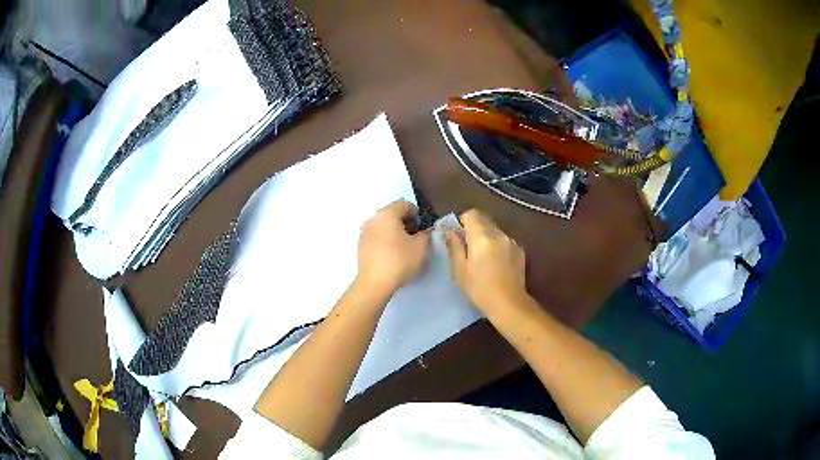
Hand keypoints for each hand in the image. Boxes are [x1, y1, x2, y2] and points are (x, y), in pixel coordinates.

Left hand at [357, 200, 431, 294]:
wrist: (375, 283)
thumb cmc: (400, 261)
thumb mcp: (421, 248)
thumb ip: (426, 235)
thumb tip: (424, 232)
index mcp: (387, 214)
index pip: (404, 204)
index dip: (417, 214)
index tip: (422, 229)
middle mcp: (373, 219)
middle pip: (392, 214)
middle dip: (405, 223)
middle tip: (415, 238)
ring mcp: (364, 232)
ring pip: (383, 226)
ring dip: (394, 233)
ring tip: (404, 249)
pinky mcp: (360, 246)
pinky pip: (376, 237)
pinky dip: (385, 241)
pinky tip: (392, 256)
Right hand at [445, 209, 527, 311]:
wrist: (509, 304)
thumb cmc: (480, 289)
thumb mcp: (460, 270)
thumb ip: (455, 247)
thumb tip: (450, 231)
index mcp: (483, 237)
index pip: (472, 214)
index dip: (463, 222)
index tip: (459, 237)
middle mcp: (499, 234)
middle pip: (484, 221)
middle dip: (474, 230)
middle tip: (468, 249)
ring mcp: (512, 241)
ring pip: (495, 231)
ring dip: (487, 238)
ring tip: (483, 259)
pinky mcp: (520, 250)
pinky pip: (504, 241)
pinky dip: (498, 246)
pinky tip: (496, 264)